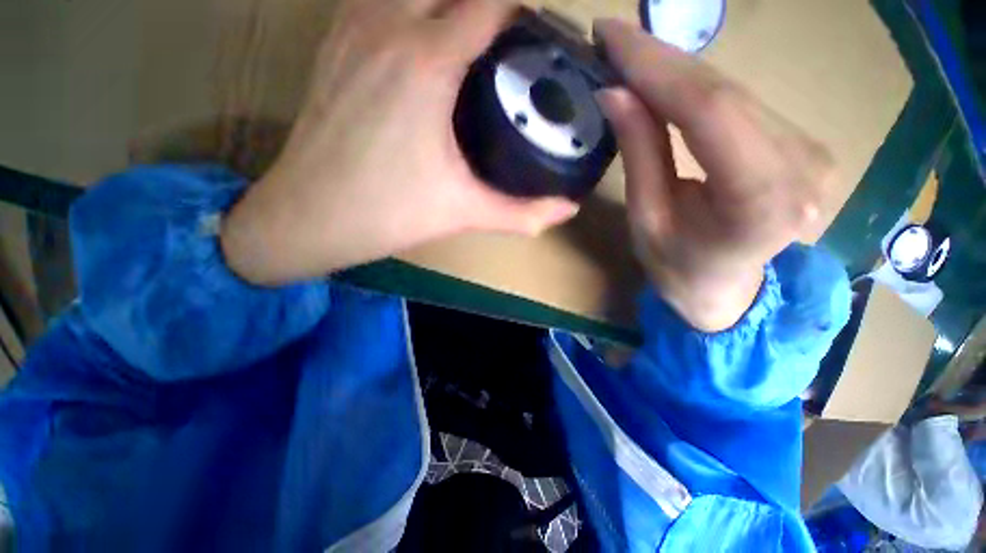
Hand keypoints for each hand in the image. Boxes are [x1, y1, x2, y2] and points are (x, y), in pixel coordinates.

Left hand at [222, 0, 578, 284]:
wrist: (309, 216)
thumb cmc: (388, 213)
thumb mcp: (464, 212)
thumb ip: (521, 213)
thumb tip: (567, 212)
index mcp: (427, 60)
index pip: (489, 0)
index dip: (520, 7)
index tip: (537, 32)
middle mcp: (388, 25)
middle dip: (485, 3)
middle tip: (506, 39)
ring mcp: (353, 28)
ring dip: (444, 3)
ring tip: (470, 37)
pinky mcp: (333, 44)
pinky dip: (407, 5)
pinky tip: (421, 36)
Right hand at [594, 19, 833, 331]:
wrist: (727, 291)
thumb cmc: (678, 268)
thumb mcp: (647, 220)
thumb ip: (641, 154)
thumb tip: (616, 93)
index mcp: (759, 203)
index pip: (709, 110)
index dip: (657, 65)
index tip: (612, 36)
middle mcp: (802, 169)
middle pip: (725, 92)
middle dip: (662, 59)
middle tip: (614, 37)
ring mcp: (812, 152)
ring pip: (734, 91)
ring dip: (676, 70)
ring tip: (631, 56)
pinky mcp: (804, 144)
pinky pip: (741, 104)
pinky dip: (698, 88)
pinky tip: (666, 80)